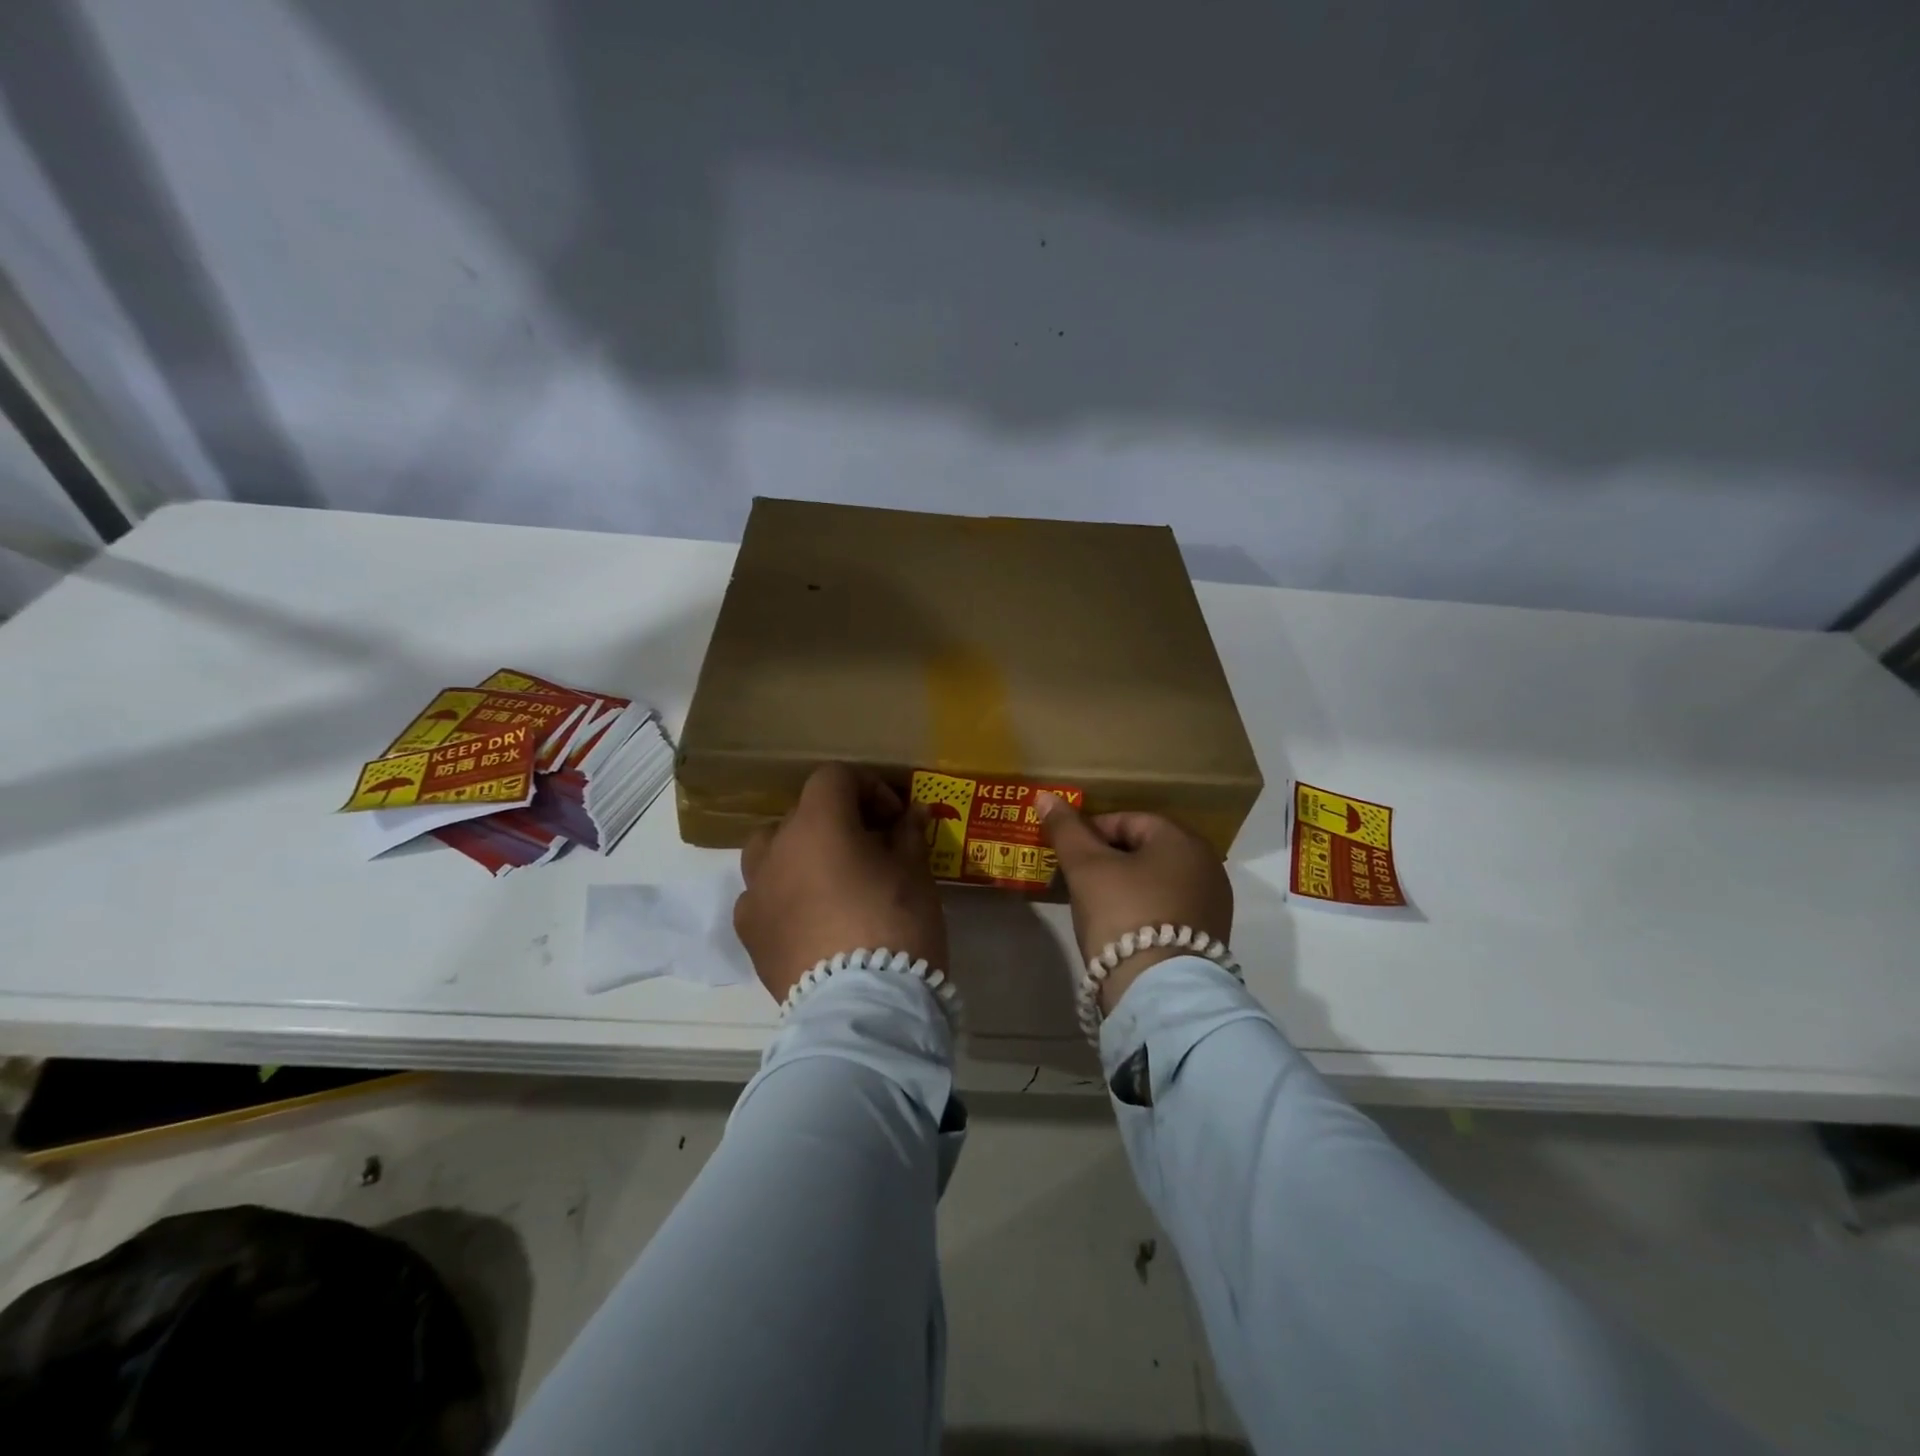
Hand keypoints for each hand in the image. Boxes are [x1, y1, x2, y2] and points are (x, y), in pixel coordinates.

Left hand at [734, 764, 947, 1004]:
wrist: (863, 1008)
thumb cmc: (896, 925)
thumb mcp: (915, 873)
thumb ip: (908, 834)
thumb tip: (910, 815)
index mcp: (817, 824)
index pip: (834, 778)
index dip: (868, 788)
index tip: (894, 818)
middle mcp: (776, 849)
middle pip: (802, 814)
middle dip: (837, 822)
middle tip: (871, 849)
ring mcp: (755, 893)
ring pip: (770, 851)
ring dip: (799, 853)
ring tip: (830, 879)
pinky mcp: (749, 934)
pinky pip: (760, 896)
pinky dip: (782, 895)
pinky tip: (807, 918)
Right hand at [1037, 793, 1232, 1013]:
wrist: (1160, 994)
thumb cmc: (1123, 915)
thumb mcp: (1087, 868)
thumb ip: (1066, 830)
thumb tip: (1045, 796)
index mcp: (1183, 840)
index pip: (1129, 820)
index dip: (1092, 830)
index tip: (1067, 852)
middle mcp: (1207, 866)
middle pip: (1145, 850)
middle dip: (1109, 858)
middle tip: (1077, 876)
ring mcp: (1212, 904)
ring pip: (1156, 880)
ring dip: (1125, 884)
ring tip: (1093, 902)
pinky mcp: (1209, 938)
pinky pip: (1168, 908)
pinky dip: (1143, 909)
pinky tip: (1120, 927)